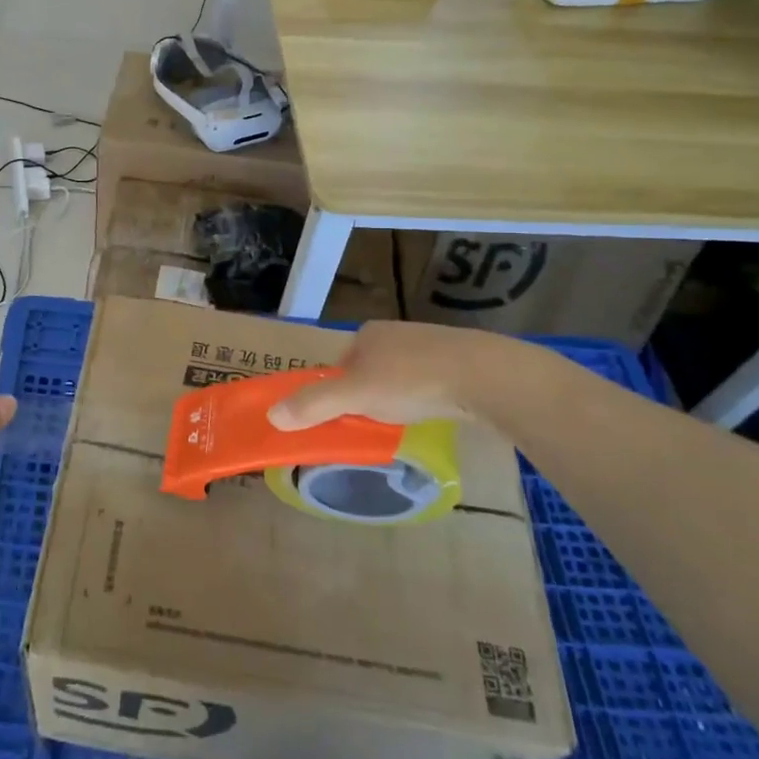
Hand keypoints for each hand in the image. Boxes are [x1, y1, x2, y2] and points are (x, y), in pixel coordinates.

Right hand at [267, 322, 512, 429]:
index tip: (341, 418)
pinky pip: (431, 380)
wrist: (486, 376)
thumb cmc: (413, 380)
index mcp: (368, 333)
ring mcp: (432, 344)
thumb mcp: (355, 396)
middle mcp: (396, 333)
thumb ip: (314, 405)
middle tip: (372, 425)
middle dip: (367, 396)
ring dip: (398, 397)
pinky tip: (434, 412)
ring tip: (405, 422)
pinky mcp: (461, 360)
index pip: (339, 364)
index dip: (335, 391)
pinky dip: (426, 397)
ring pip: (401, 375)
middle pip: (368, 369)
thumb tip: (271, 416)